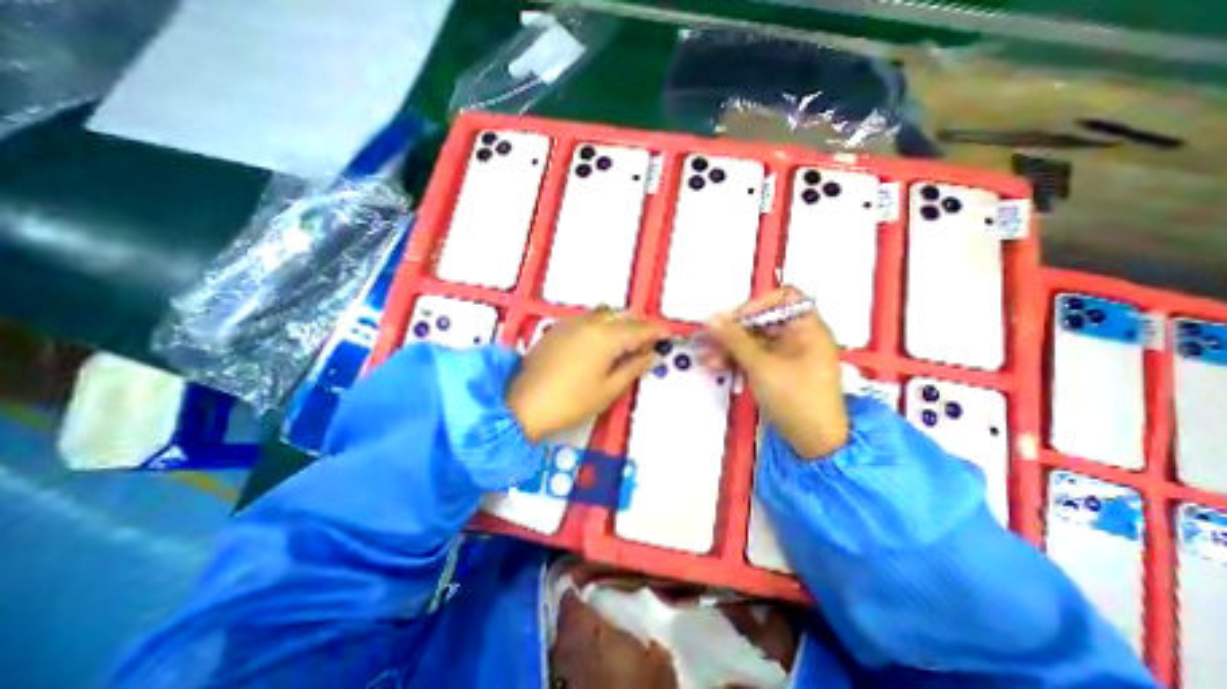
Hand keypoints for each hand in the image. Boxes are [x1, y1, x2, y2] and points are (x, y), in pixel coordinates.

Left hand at [503, 308, 666, 440]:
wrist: (522, 405)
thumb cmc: (571, 401)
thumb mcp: (609, 389)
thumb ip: (634, 368)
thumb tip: (651, 354)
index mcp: (606, 336)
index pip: (640, 328)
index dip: (656, 330)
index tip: (668, 334)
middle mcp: (590, 322)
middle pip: (622, 316)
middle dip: (639, 326)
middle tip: (648, 342)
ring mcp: (571, 323)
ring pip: (604, 315)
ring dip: (620, 323)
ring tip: (626, 343)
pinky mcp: (557, 328)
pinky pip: (587, 319)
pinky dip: (601, 325)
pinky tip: (601, 342)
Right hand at [705, 284, 849, 456]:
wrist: (813, 442)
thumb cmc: (797, 399)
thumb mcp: (761, 366)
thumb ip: (734, 340)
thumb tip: (712, 318)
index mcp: (807, 328)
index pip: (784, 298)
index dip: (758, 304)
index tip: (735, 319)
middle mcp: (798, 337)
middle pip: (762, 321)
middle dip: (734, 331)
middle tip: (710, 340)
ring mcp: (787, 355)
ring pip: (753, 341)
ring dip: (729, 347)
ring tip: (707, 357)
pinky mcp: (776, 371)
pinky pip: (753, 357)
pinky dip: (736, 360)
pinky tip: (717, 365)